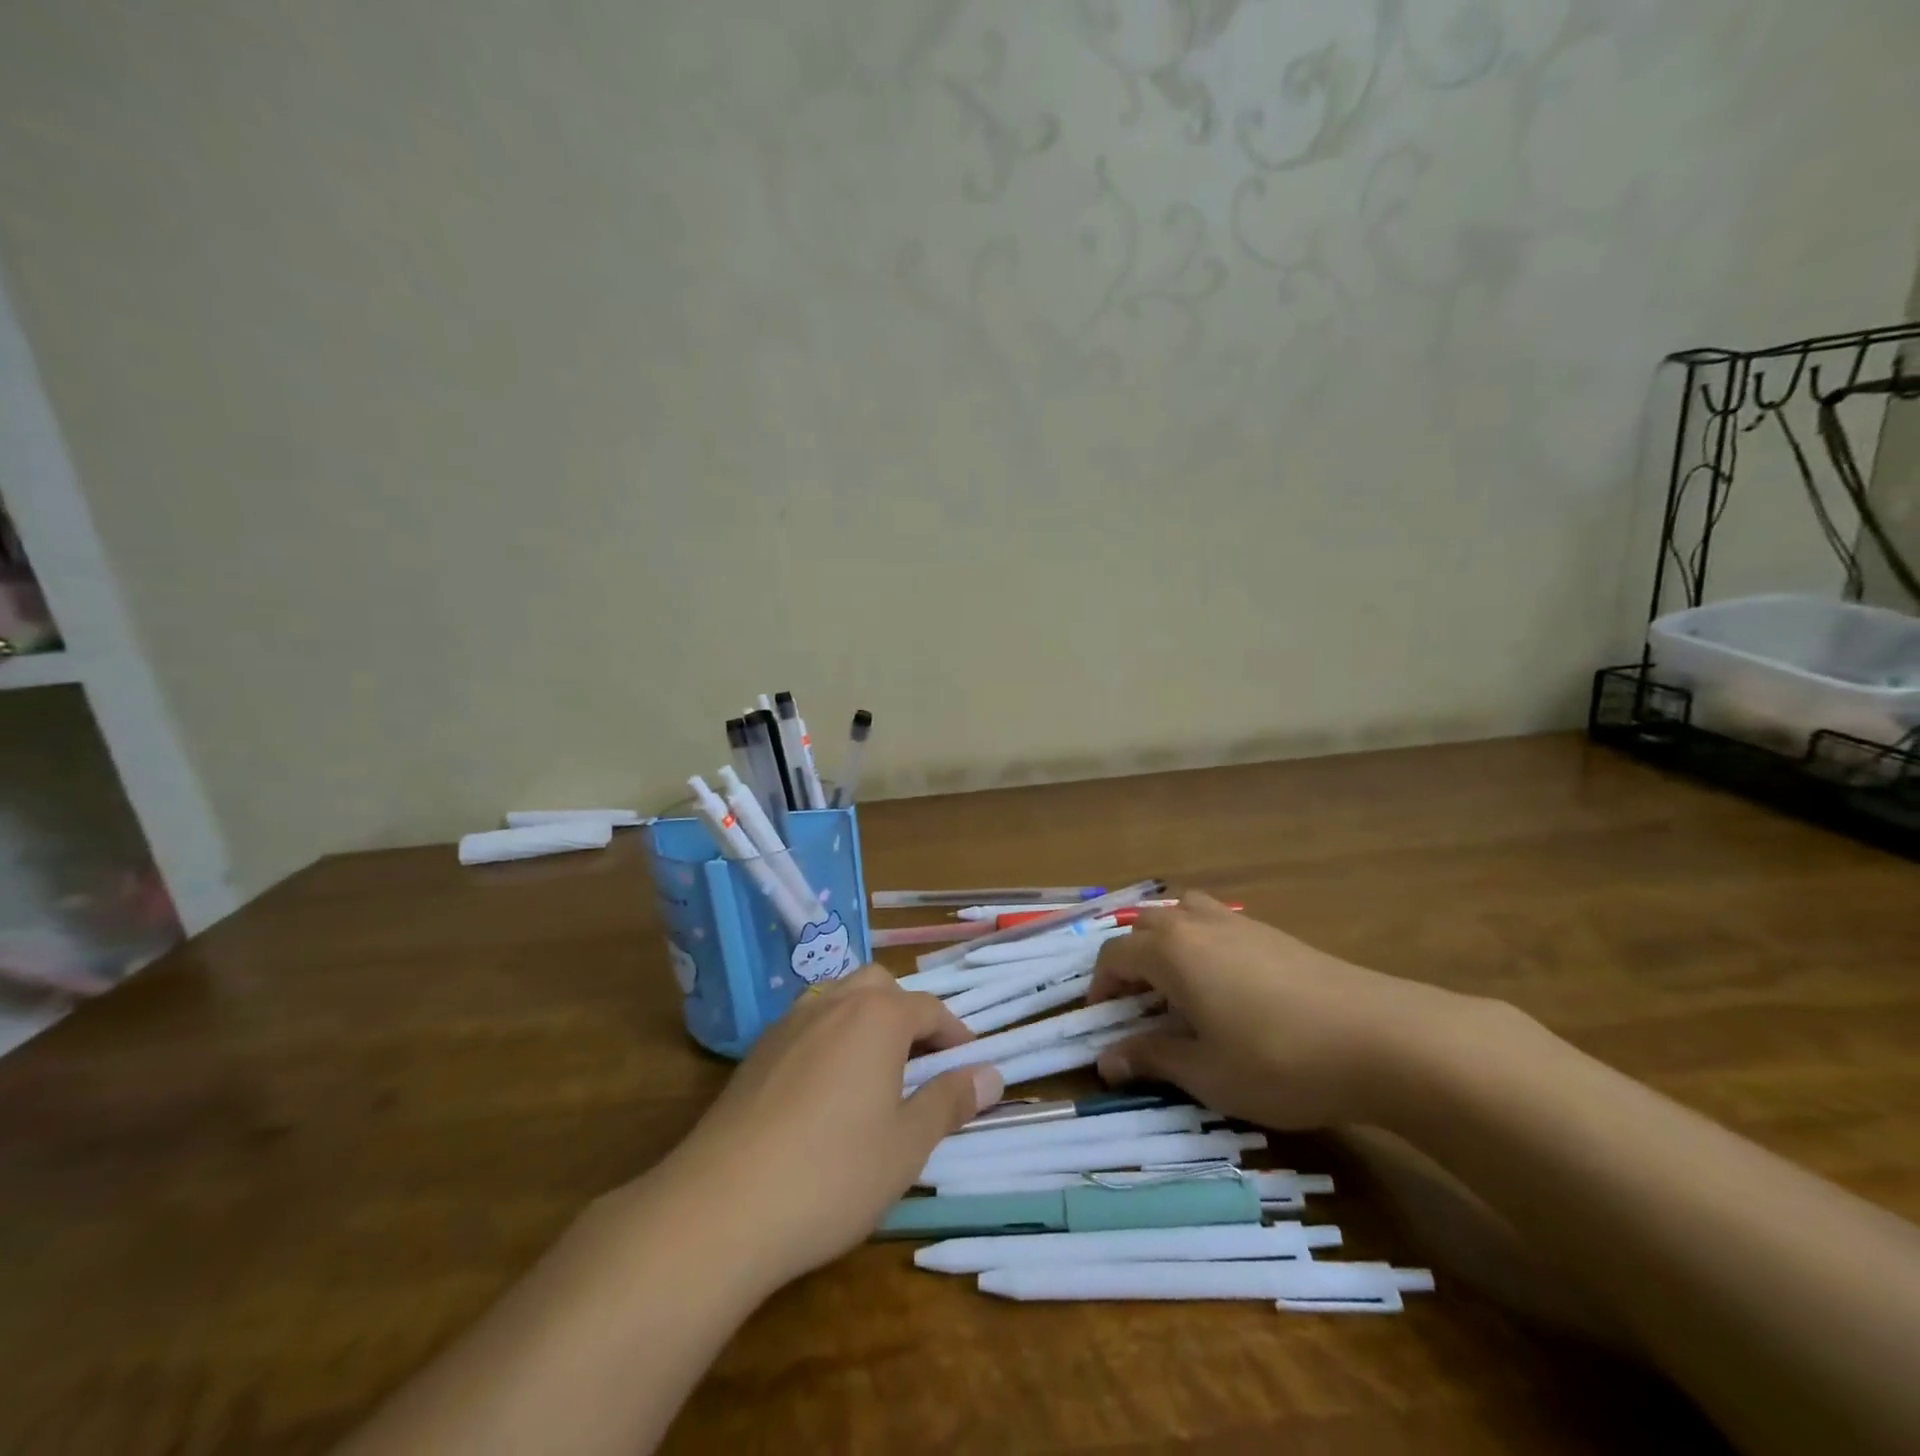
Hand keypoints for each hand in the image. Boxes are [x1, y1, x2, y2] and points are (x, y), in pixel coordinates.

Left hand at [652, 966, 1001, 1292]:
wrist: (721, 1206)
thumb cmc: (832, 1173)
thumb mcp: (907, 1145)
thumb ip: (950, 1101)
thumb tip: (991, 1074)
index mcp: (877, 1017)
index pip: (929, 1008)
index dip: (955, 1034)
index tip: (969, 1065)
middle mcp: (833, 1004)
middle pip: (880, 987)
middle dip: (907, 1014)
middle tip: (921, 1062)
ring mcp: (789, 1024)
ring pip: (839, 999)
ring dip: (866, 1021)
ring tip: (876, 1073)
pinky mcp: (756, 1052)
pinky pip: (807, 1025)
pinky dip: (830, 1039)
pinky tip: (825, 1092)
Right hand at [1088, 892, 1493, 1130]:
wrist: (1380, 1039)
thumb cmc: (1278, 1060)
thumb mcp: (1206, 1073)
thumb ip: (1151, 1058)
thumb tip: (1105, 1060)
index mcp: (1170, 951)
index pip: (1113, 956)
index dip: (1099, 989)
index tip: (1104, 1025)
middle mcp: (1196, 924)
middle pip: (1144, 929)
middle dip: (1130, 965)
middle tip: (1139, 1011)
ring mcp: (1237, 923)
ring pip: (1182, 916)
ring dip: (1166, 945)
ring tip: (1178, 989)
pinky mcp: (1273, 932)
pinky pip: (1217, 924)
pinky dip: (1202, 945)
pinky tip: (1228, 989)